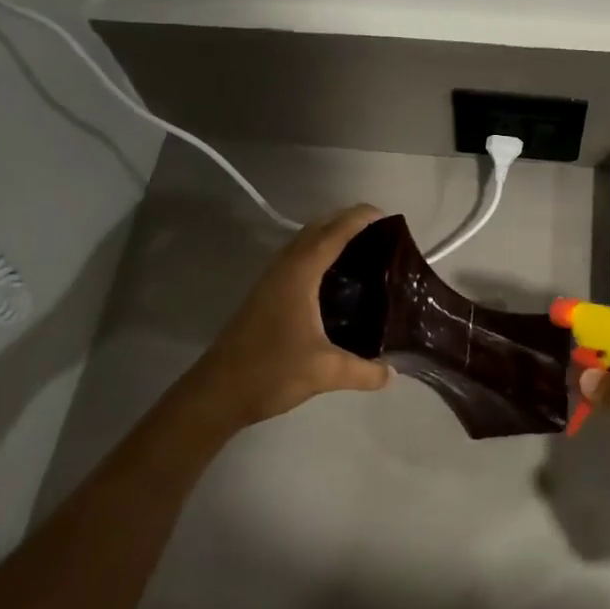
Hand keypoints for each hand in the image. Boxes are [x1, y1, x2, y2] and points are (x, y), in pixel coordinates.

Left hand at [180, 206, 392, 429]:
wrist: (217, 393)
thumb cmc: (271, 372)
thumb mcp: (325, 372)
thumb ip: (364, 371)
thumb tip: (391, 372)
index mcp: (299, 276)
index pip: (333, 235)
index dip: (358, 220)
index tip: (385, 216)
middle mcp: (283, 270)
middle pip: (315, 231)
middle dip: (345, 222)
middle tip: (379, 232)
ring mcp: (270, 282)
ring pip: (302, 245)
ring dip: (328, 237)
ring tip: (361, 250)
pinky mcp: (264, 297)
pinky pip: (296, 261)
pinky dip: (317, 256)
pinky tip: (333, 279)